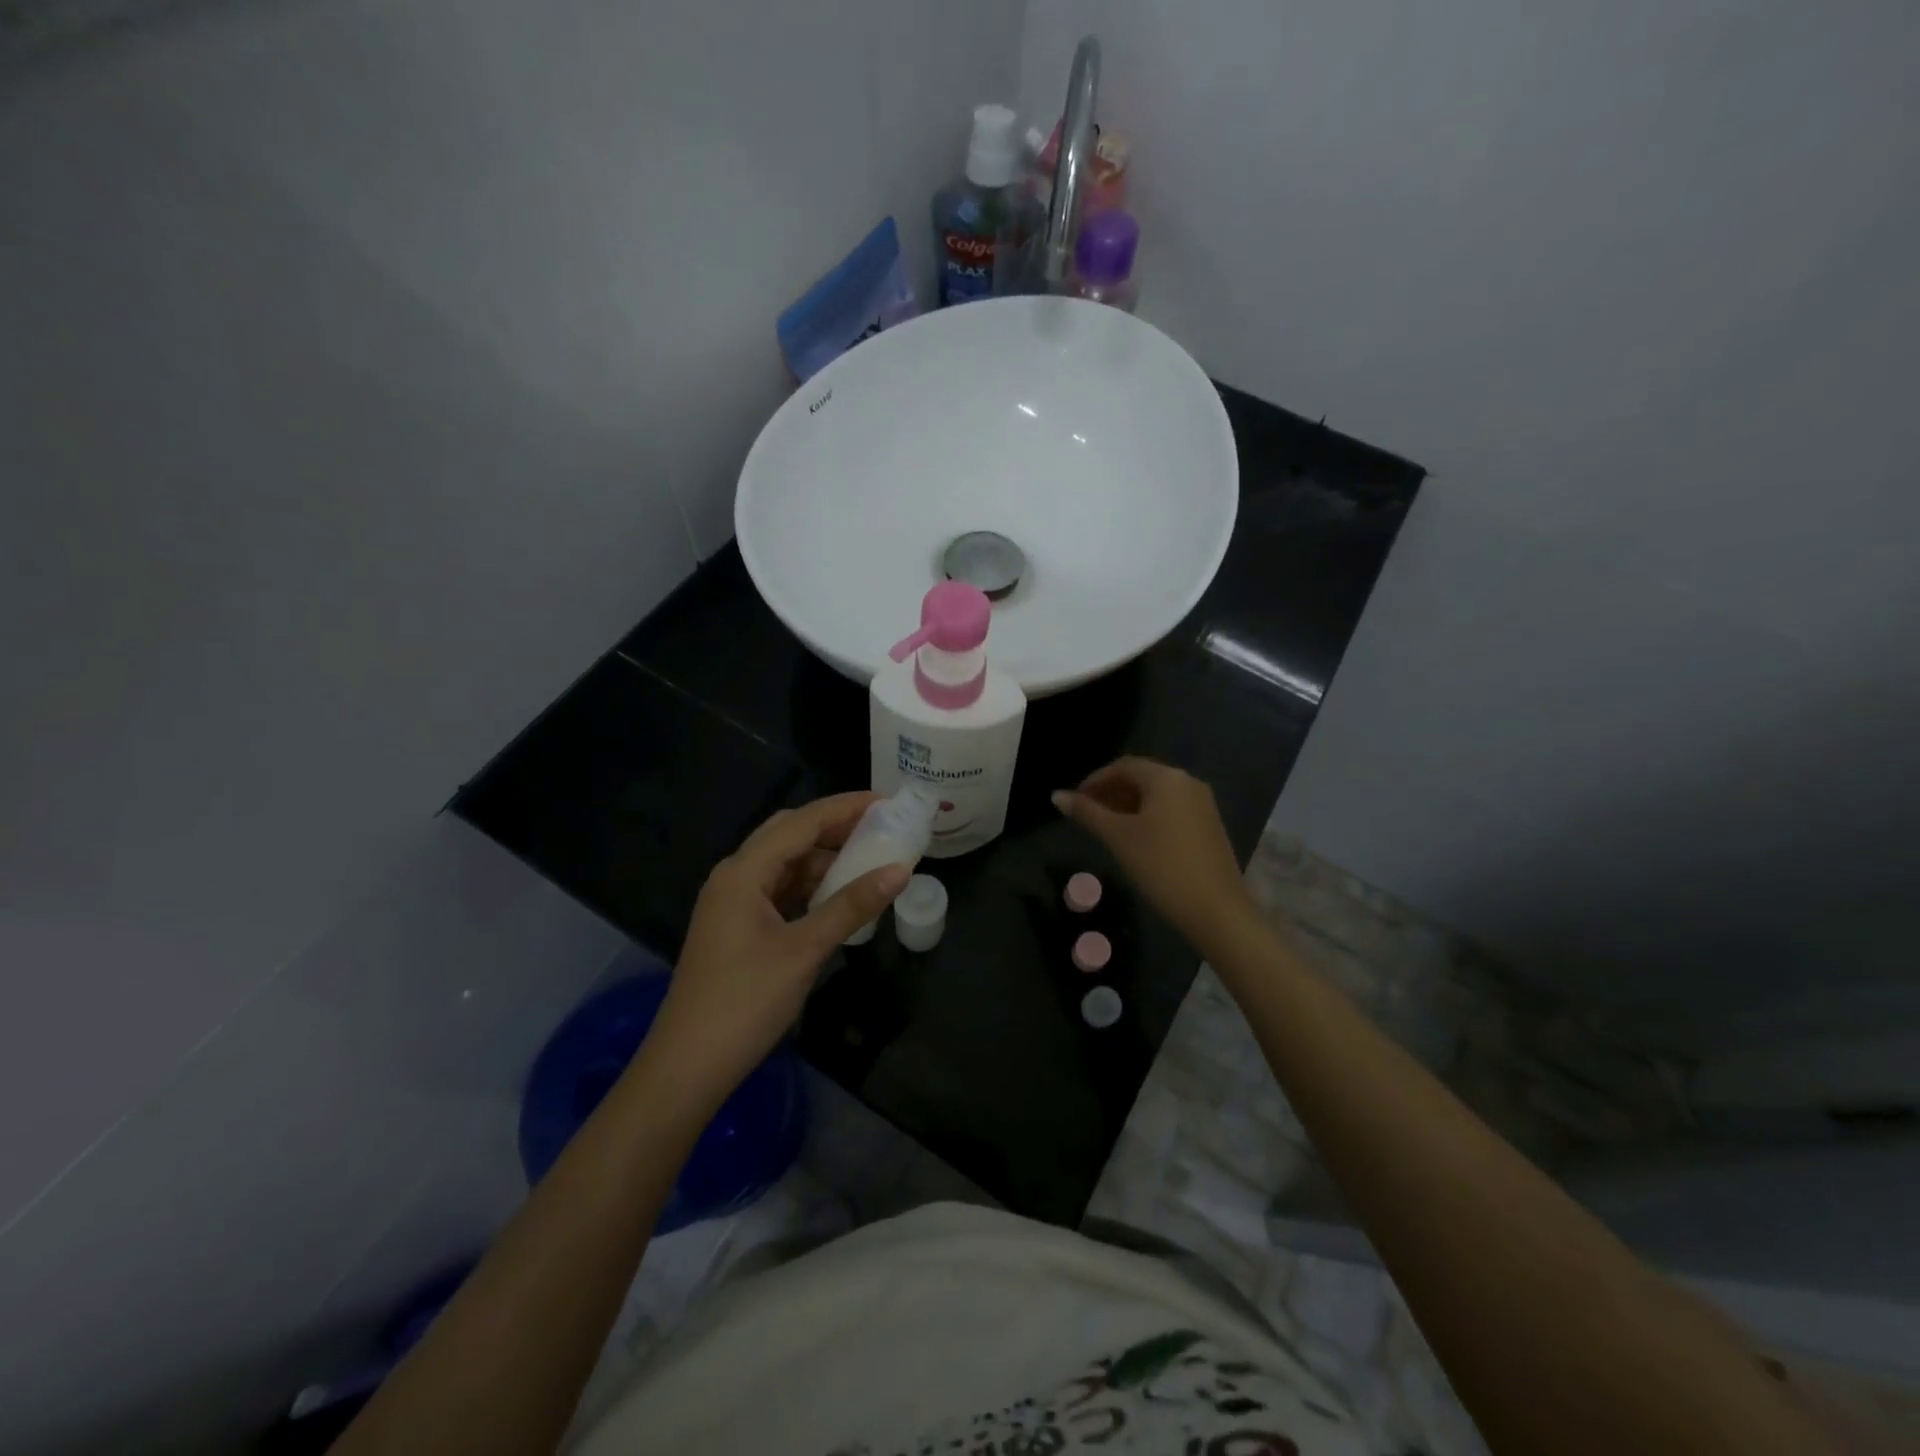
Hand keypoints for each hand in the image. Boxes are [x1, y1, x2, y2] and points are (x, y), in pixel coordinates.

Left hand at [644, 793, 908, 1109]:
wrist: (688, 1066)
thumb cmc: (744, 1002)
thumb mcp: (804, 950)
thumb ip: (852, 906)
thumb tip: (900, 870)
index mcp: (743, 872)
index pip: (801, 822)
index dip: (845, 808)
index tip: (887, 802)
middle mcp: (734, 876)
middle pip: (790, 834)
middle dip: (835, 827)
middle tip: (881, 828)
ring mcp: (733, 902)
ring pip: (785, 863)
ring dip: (824, 858)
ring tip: (869, 860)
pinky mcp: (737, 926)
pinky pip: (779, 890)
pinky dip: (810, 885)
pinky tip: (838, 896)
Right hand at [1054, 757, 1254, 946]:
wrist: (1216, 910)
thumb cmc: (1161, 867)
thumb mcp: (1118, 838)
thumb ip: (1087, 813)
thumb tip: (1056, 796)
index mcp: (1166, 778)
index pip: (1122, 766)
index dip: (1094, 781)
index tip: (1074, 801)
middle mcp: (1188, 782)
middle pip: (1141, 778)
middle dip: (1110, 792)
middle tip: (1086, 814)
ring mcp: (1202, 804)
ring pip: (1156, 796)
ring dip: (1127, 805)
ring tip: (1105, 828)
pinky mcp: (1209, 826)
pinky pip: (1171, 810)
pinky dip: (1148, 817)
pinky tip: (1134, 839)